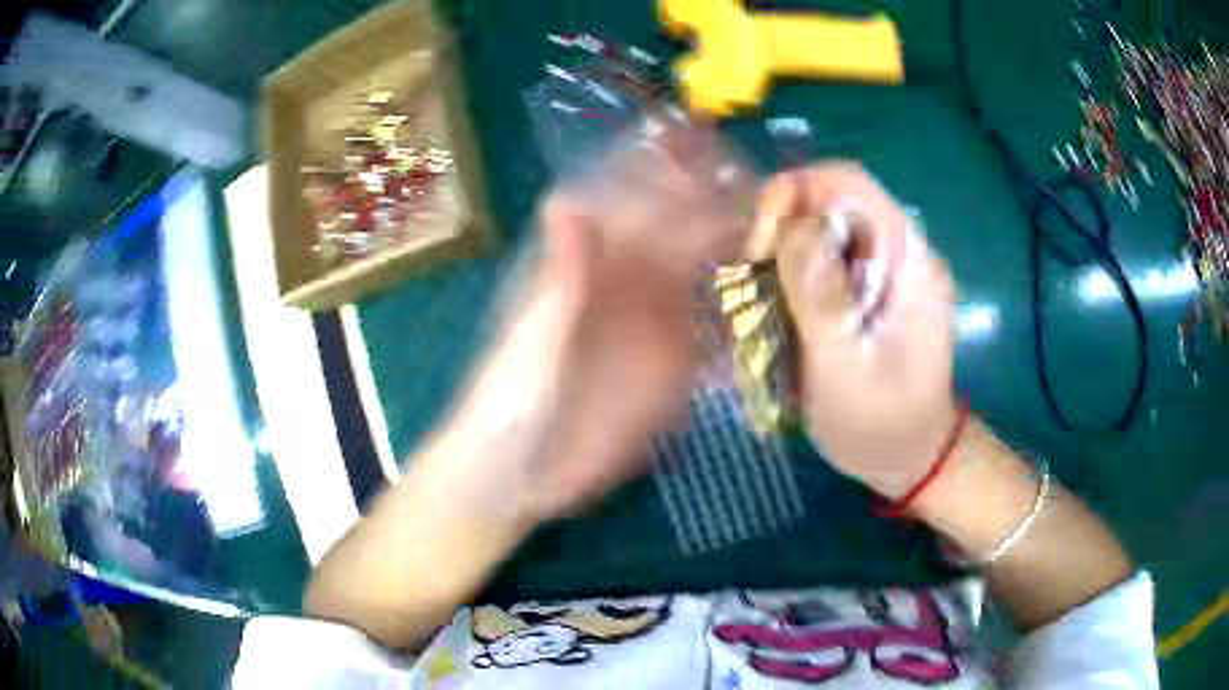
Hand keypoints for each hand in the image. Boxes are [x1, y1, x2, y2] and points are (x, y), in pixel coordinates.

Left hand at [434, 122, 750, 522]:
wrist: (520, 478)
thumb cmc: (509, 407)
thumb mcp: (529, 345)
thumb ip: (557, 282)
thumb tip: (570, 201)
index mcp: (582, 267)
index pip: (625, 202)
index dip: (659, 169)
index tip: (701, 145)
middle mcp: (621, 284)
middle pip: (673, 228)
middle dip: (714, 201)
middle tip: (764, 185)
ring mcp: (651, 323)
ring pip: (700, 269)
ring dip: (736, 247)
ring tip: (780, 228)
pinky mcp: (672, 365)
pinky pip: (712, 326)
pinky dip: (741, 306)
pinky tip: (775, 293)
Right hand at [751, 164, 958, 497]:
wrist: (910, 458)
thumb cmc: (881, 425)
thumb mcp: (846, 368)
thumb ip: (821, 295)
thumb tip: (789, 224)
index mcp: (909, 261)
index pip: (848, 183)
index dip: (794, 192)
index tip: (758, 241)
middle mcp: (900, 253)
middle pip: (831, 203)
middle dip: (782, 230)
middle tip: (753, 281)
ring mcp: (887, 272)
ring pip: (822, 231)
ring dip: (783, 258)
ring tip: (761, 303)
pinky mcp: (872, 291)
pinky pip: (825, 261)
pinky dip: (793, 278)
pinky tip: (780, 314)